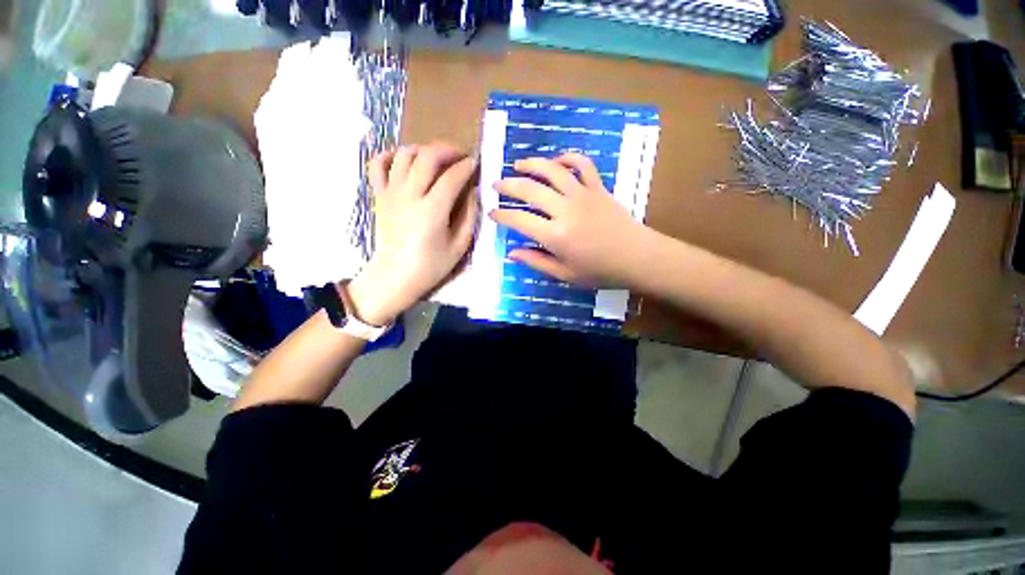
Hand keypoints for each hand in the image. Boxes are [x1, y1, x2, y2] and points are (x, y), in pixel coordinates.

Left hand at [348, 143, 478, 324]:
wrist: (395, 276)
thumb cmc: (430, 266)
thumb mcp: (459, 247)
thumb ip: (469, 217)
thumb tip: (474, 192)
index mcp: (432, 211)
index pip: (452, 177)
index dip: (466, 166)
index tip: (476, 163)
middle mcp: (410, 195)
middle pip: (427, 157)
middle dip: (447, 149)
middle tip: (459, 155)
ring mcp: (391, 193)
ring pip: (404, 155)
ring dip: (423, 149)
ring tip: (436, 158)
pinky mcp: (379, 196)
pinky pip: (378, 165)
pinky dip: (390, 155)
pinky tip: (404, 159)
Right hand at [490, 153, 648, 287]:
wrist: (638, 258)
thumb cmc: (600, 271)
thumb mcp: (565, 274)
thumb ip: (536, 261)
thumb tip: (512, 253)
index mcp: (555, 235)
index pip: (519, 220)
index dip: (501, 215)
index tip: (491, 213)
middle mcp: (565, 210)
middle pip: (530, 189)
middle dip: (508, 185)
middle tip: (496, 184)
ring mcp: (583, 195)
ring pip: (552, 170)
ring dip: (531, 164)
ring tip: (517, 164)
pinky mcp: (598, 188)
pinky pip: (582, 164)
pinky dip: (568, 158)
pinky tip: (557, 162)